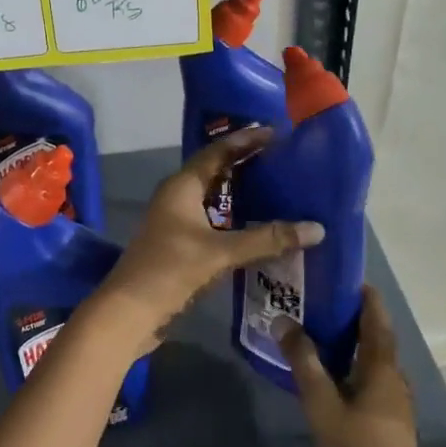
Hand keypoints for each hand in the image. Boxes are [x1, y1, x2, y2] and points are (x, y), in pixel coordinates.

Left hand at [97, 128, 323, 351]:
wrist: (129, 313)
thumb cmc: (170, 271)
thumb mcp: (220, 252)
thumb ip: (267, 239)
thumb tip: (316, 228)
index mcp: (181, 187)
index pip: (217, 152)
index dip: (245, 140)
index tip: (276, 133)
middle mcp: (176, 198)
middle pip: (215, 171)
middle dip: (246, 164)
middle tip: (282, 159)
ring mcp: (175, 223)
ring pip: (213, 199)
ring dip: (240, 193)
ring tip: (277, 189)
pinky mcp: (179, 246)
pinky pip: (212, 222)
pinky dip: (235, 220)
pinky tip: (258, 229)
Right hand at [278, 286, 434, 446]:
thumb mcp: (322, 404)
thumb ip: (303, 362)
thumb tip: (283, 321)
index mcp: (381, 366)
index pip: (376, 317)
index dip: (364, 295)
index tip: (342, 277)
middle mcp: (394, 376)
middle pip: (376, 336)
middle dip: (353, 317)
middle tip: (320, 303)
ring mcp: (396, 399)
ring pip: (374, 359)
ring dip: (352, 343)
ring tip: (320, 335)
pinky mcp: (391, 419)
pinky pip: (372, 378)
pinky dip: (353, 366)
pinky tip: (332, 377)